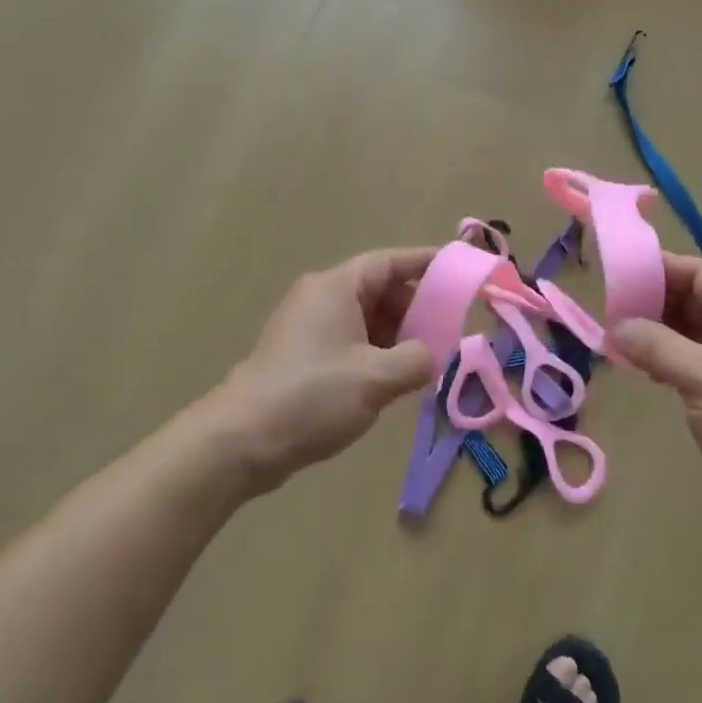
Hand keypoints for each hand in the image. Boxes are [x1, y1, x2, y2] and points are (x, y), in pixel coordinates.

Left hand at [205, 247, 437, 493]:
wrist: (240, 440)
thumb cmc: (312, 396)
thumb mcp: (376, 378)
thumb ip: (416, 360)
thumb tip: (430, 355)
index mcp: (337, 287)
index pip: (390, 262)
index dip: (427, 264)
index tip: (460, 274)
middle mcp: (321, 298)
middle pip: (379, 289)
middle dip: (415, 309)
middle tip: (447, 333)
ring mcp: (308, 326)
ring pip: (365, 318)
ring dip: (396, 335)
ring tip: (424, 362)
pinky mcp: (301, 354)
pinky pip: (349, 340)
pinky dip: (375, 352)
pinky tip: (391, 380)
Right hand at [611, 254, 701, 549]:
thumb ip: (656, 346)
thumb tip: (615, 328)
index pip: (701, 273)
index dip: (660, 270)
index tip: (616, 276)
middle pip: (694, 299)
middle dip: (653, 302)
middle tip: (608, 311)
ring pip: (690, 331)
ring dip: (655, 333)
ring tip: (615, 339)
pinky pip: (692, 361)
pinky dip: (665, 359)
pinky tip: (639, 368)